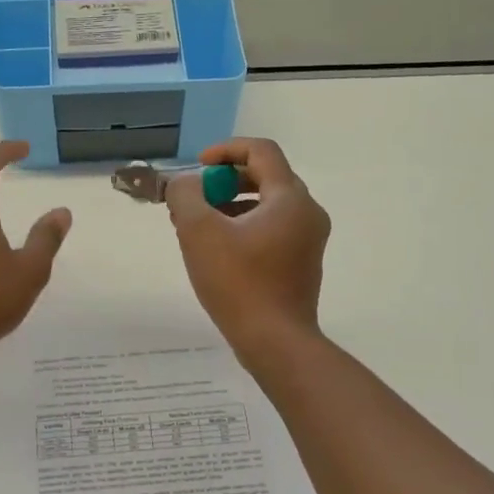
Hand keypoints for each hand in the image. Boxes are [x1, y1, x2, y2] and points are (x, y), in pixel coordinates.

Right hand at [165, 138, 329, 359]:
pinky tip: (217, 251)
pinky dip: (244, 227)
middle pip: (265, 177)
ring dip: (230, 205)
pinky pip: (271, 229)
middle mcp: (307, 213)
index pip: (261, 151)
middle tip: (193, 200)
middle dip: (224, 181)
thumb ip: (186, 196)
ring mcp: (308, 240)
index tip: (198, 168)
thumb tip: (186, 185)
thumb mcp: (199, 232)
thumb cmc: (238, 283)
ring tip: (197, 227)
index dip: (225, 150)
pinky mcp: (301, 263)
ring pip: (266, 206)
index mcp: (290, 198)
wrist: (275, 343)